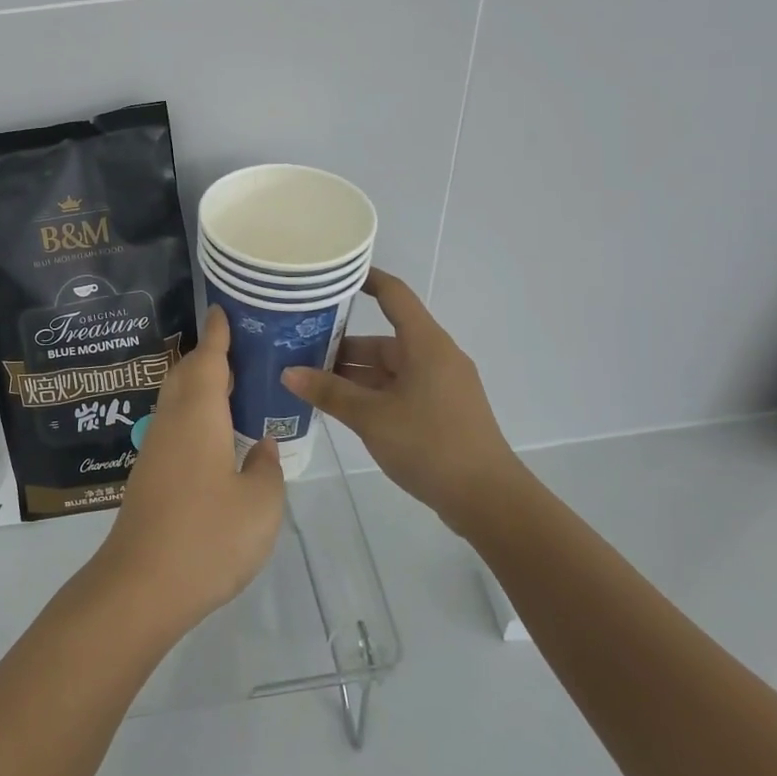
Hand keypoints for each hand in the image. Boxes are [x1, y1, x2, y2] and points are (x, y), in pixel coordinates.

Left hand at [91, 306, 286, 636]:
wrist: (141, 585)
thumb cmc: (208, 537)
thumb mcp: (260, 505)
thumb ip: (265, 468)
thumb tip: (260, 446)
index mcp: (199, 415)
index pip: (209, 360)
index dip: (218, 334)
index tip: (223, 310)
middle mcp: (172, 421)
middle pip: (187, 374)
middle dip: (209, 356)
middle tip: (240, 349)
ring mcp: (156, 448)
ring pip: (177, 400)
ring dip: (199, 385)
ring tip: (233, 387)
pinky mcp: (149, 474)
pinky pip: (174, 425)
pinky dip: (194, 413)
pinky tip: (214, 434)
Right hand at [281, 267, 518, 536]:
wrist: (488, 500)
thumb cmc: (430, 444)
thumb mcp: (371, 417)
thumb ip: (329, 392)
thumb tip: (288, 372)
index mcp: (425, 344)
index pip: (393, 294)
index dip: (365, 279)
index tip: (330, 275)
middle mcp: (434, 356)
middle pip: (382, 338)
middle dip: (341, 344)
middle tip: (298, 346)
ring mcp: (439, 385)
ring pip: (387, 367)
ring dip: (352, 373)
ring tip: (309, 379)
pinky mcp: (439, 410)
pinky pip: (397, 389)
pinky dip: (369, 392)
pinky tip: (339, 406)